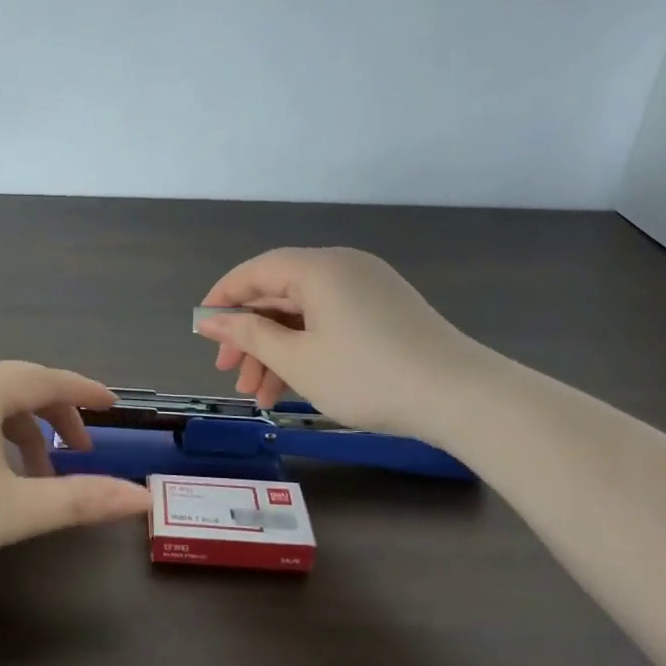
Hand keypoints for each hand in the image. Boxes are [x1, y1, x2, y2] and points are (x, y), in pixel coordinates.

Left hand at [0, 362, 152, 572]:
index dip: (85, 391)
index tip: (114, 406)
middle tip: (83, 446)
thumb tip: (140, 499)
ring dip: (27, 427)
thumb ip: (80, 501)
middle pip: (24, 384)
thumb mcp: (16, 510)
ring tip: (43, 471)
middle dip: (58, 411)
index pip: (49, 379)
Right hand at [193, 247, 490, 440]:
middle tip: (230, 375)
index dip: (223, 299)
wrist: (462, 398)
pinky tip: (294, 387)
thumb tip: (210, 321)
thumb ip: (248, 335)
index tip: (203, 331)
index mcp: (318, 268)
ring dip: (277, 351)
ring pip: (305, 314)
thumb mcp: (298, 359)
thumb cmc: (367, 375)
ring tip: (259, 397)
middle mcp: (342, 267)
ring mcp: (368, 289)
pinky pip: (331, 322)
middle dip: (250, 337)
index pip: (255, 271)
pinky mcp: (386, 312)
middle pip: (279, 295)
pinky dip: (308, 349)